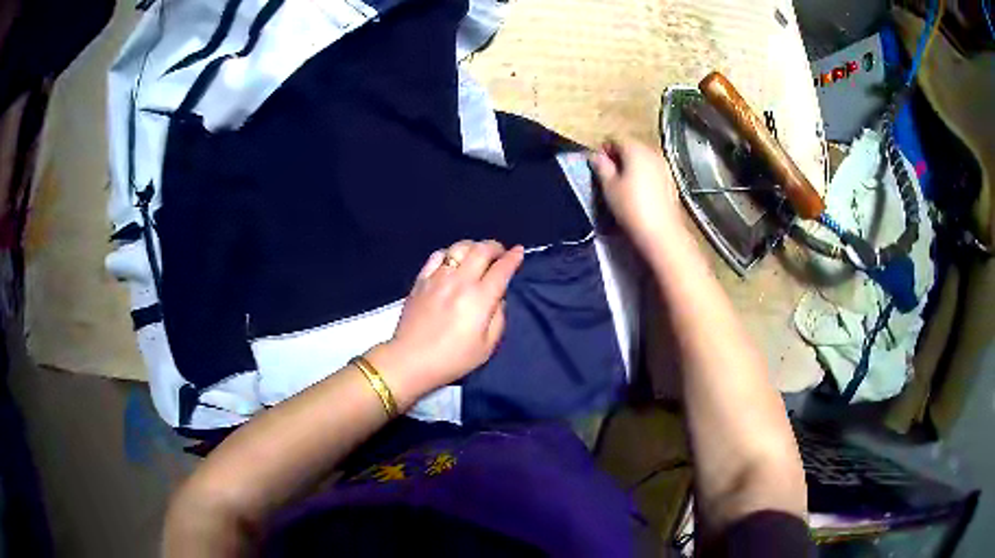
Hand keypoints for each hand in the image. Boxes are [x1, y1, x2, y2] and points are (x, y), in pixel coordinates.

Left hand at [367, 240, 524, 408]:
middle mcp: (460, 281)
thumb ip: (498, 318)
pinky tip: (452, 261)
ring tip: (478, 254)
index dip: (513, 257)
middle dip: (496, 247)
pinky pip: (438, 255)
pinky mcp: (421, 280)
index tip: (519, 251)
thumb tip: (498, 298)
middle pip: (482, 250)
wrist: (411, 360)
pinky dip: (450, 253)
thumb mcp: (487, 347)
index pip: (502, 269)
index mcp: (479, 298)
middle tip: (500, 253)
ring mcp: (438, 277)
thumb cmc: (453, 359)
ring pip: (460, 247)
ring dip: (474, 246)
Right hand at [588, 137, 686, 252]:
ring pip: (643, 159)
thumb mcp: (609, 187)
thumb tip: (595, 155)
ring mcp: (664, 166)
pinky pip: (653, 171)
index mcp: (634, 149)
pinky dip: (644, 176)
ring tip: (623, 185)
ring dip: (632, 167)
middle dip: (619, 157)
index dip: (603, 150)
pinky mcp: (671, 180)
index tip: (597, 166)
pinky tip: (640, 193)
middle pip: (631, 147)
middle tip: (608, 176)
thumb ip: (601, 167)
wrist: (662, 232)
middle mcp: (652, 152)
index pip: (614, 139)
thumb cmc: (631, 207)